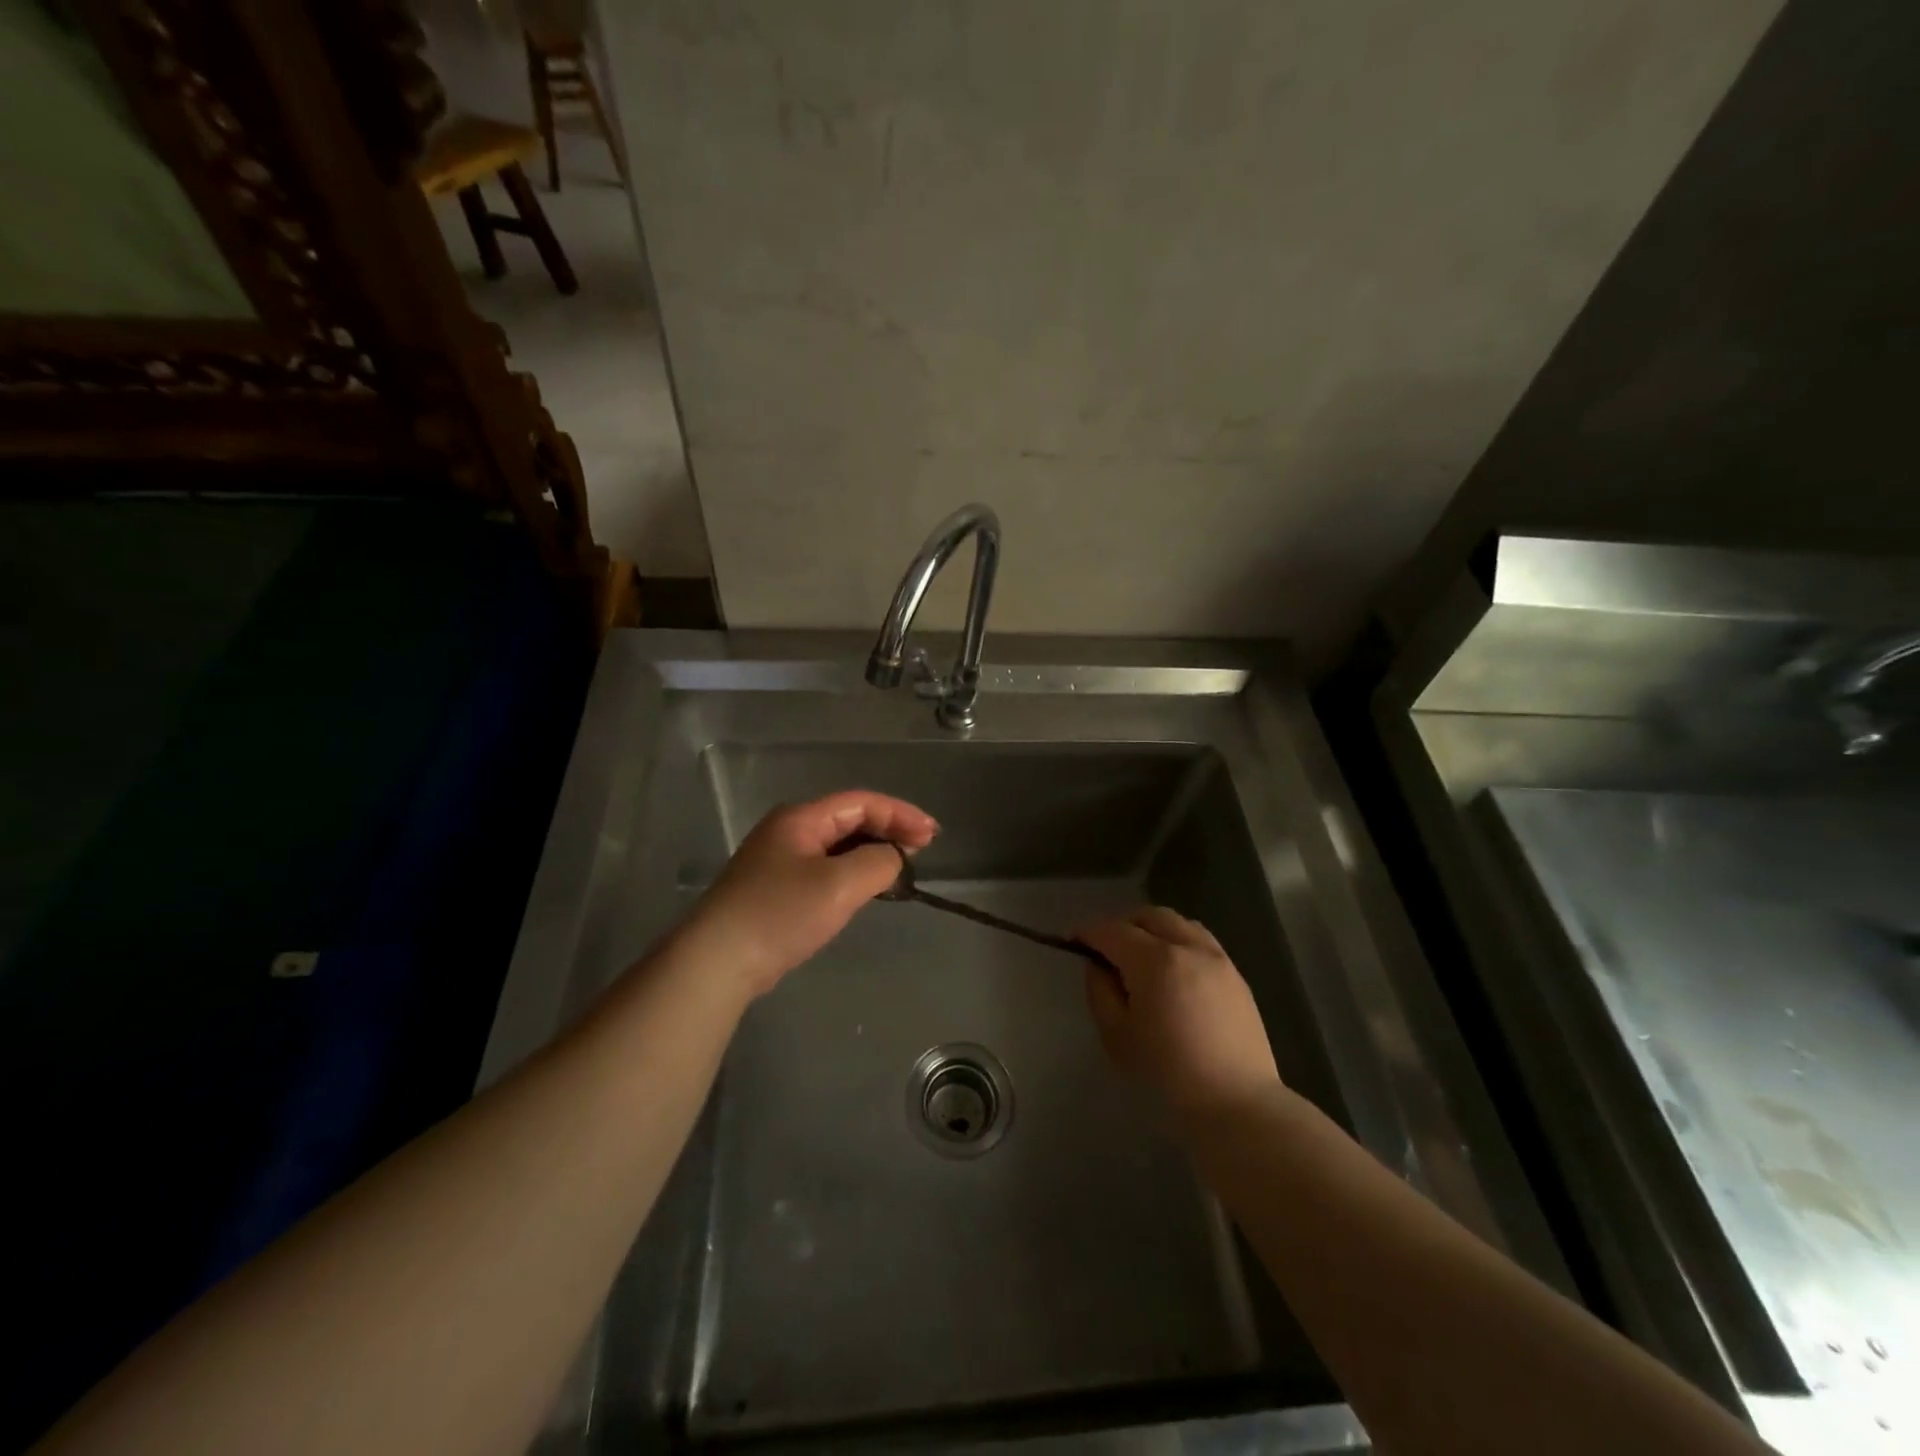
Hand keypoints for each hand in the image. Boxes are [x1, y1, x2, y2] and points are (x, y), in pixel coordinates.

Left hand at [675, 790, 936, 998]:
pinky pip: (826, 867)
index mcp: (801, 818)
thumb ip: (878, 862)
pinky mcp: (776, 888)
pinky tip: (866, 887)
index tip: (932, 835)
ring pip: (838, 844)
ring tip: (902, 866)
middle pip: (850, 819)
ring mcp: (779, 860)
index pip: (861, 802)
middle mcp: (789, 830)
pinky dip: (853, 871)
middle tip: (923, 847)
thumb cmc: (780, 914)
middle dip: (889, 829)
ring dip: (872, 851)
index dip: (901, 813)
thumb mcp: (839, 885)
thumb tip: (894, 856)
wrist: (718, 961)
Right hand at [1079, 906, 1282, 1120]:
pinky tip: (1173, 972)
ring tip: (1142, 957)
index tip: (1073, 941)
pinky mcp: (1236, 975)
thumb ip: (1100, 992)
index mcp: (1154, 960)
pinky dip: (1179, 942)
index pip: (1112, 930)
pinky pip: (1200, 941)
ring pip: (1178, 923)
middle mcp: (1188, 947)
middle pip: (1148, 916)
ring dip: (1153, 930)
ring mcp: (1217, 958)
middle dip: (1122, 925)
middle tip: (1107, 950)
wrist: (1237, 1104)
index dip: (1088, 932)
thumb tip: (1099, 966)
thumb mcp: (1116, 1037)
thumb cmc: (1167, 1075)